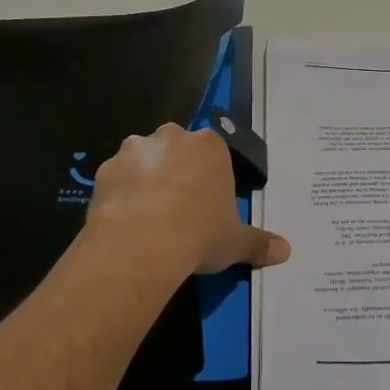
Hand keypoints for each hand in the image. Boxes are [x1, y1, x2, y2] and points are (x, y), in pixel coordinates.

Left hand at [86, 124, 290, 276]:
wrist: (142, 243)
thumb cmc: (200, 234)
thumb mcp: (236, 242)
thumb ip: (260, 243)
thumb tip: (285, 251)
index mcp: (210, 146)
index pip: (213, 154)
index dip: (210, 178)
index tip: (207, 204)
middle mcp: (172, 137)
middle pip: (176, 149)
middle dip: (176, 171)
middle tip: (178, 208)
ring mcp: (134, 150)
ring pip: (143, 160)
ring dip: (146, 179)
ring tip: (148, 216)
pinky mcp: (104, 169)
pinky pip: (117, 179)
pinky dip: (120, 194)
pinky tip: (125, 221)